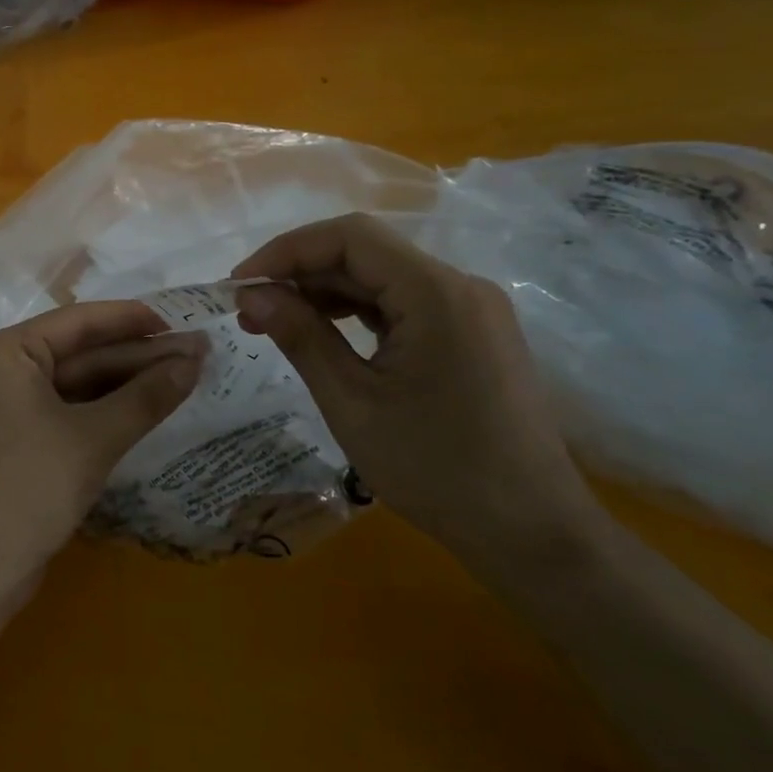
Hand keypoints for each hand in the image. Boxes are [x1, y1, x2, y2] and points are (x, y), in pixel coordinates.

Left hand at [0, 301, 204, 604]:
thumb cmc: (26, 493)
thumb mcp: (93, 440)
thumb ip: (146, 397)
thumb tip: (195, 361)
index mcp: (4, 351)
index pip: (79, 321)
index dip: (133, 320)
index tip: (181, 323)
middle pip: (78, 352)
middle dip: (137, 357)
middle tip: (196, 355)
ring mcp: (0, 404)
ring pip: (72, 383)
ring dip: (123, 384)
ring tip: (182, 379)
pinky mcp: (9, 437)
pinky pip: (60, 409)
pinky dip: (100, 410)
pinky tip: (142, 409)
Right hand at [232, 214, 609, 575]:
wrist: (533, 534)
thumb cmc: (436, 470)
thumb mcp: (352, 403)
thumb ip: (300, 336)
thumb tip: (250, 294)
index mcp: (436, 293)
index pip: (349, 237)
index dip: (286, 250)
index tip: (240, 284)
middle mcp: (459, 286)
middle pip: (366, 254)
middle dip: (300, 274)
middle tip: (248, 312)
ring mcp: (470, 310)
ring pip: (382, 278)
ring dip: (325, 293)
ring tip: (275, 326)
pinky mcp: (471, 334)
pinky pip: (403, 305)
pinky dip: (356, 313)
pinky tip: (323, 336)